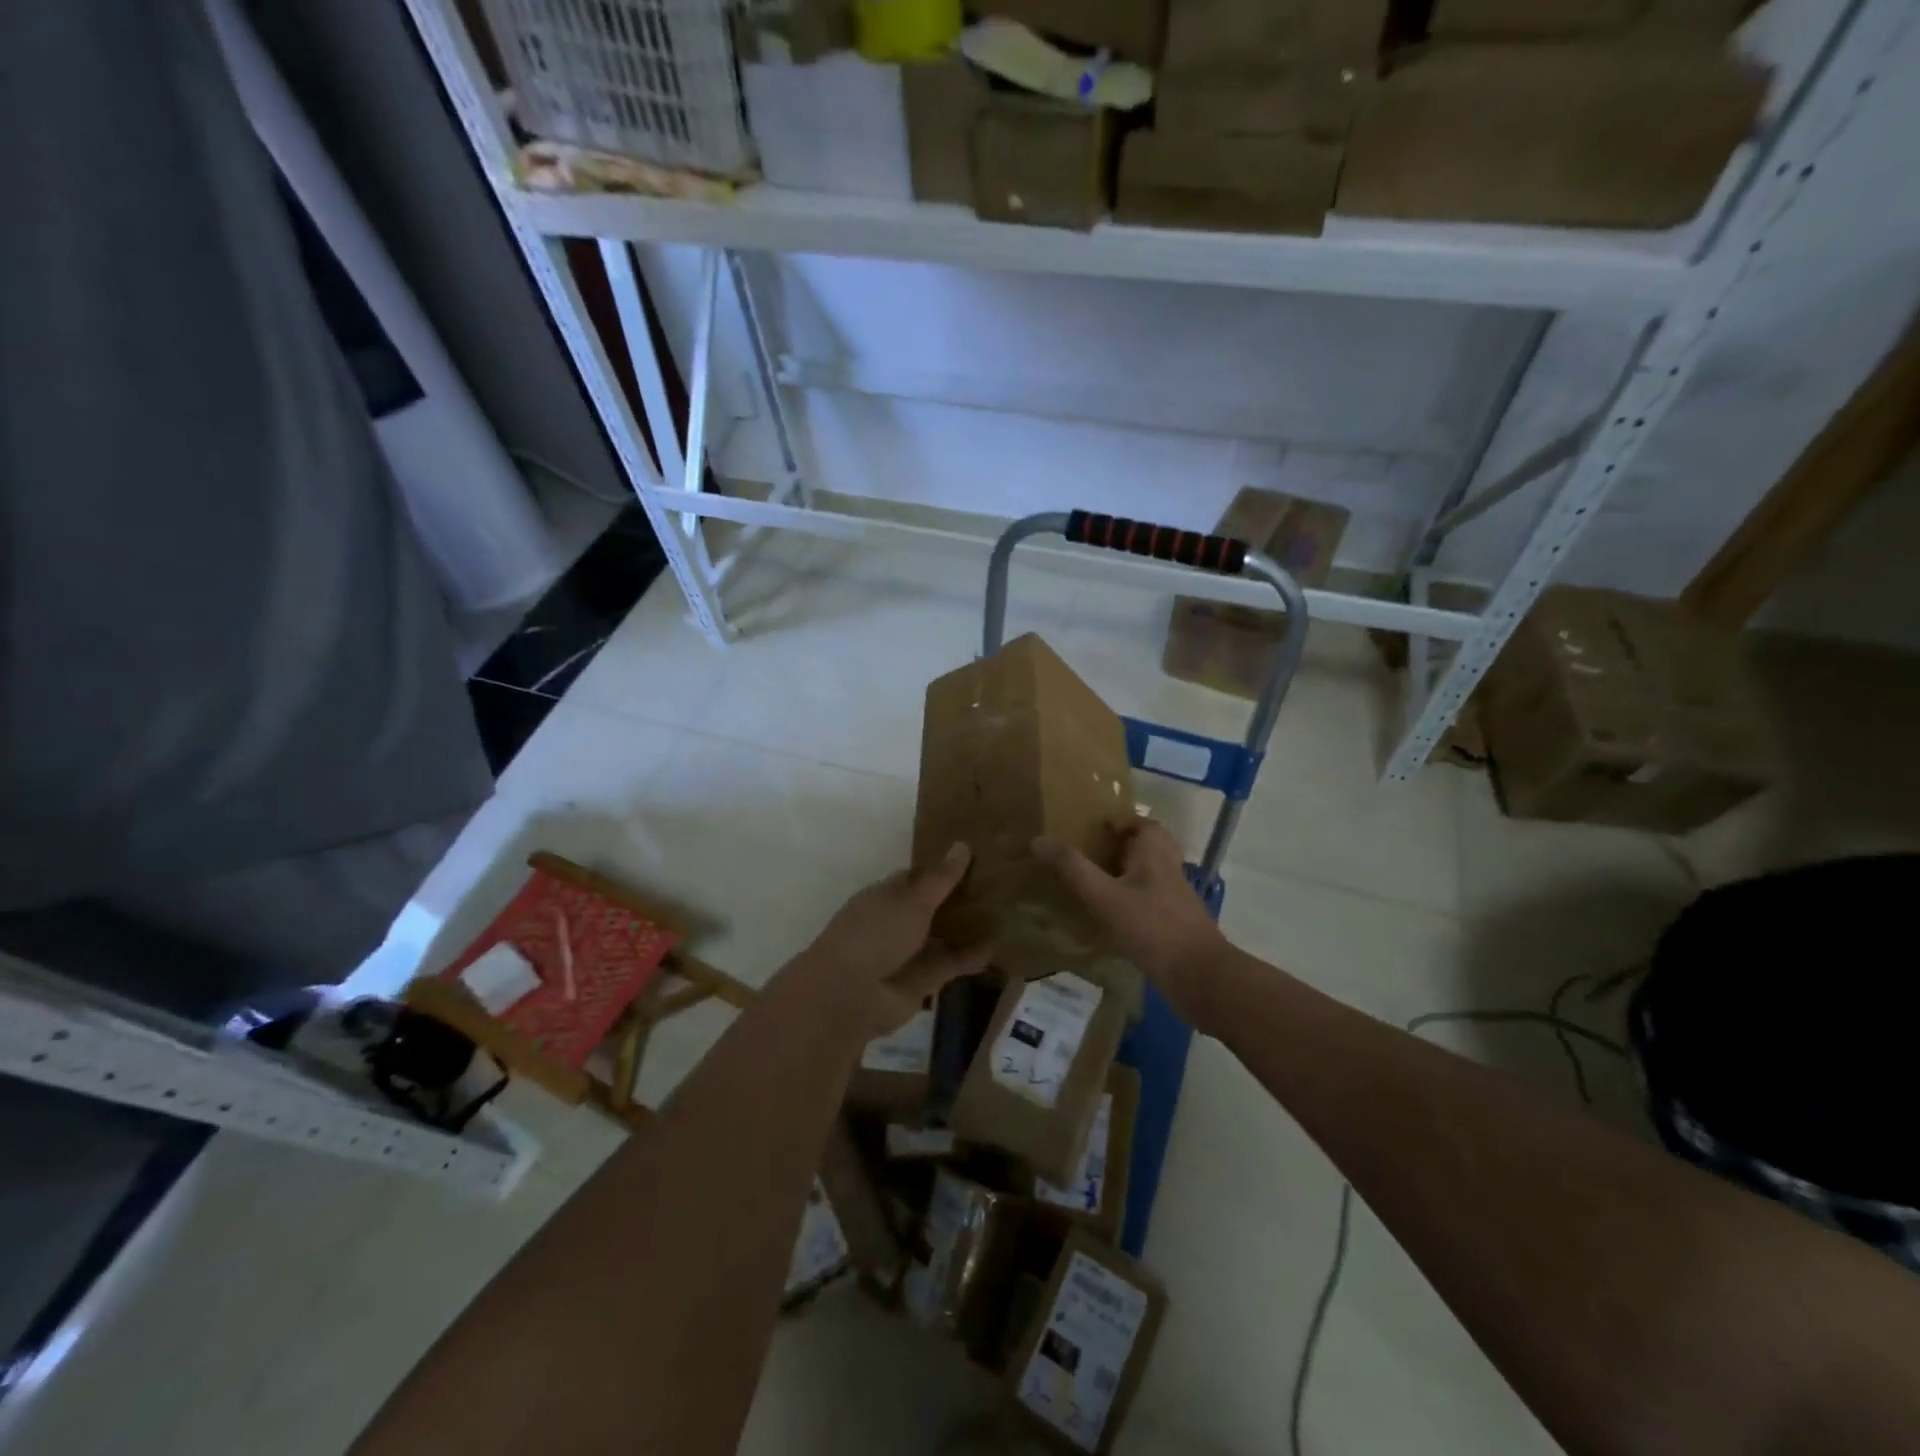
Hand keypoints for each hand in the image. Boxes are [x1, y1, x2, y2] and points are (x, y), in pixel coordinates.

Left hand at [785, 842, 991, 1040]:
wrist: (851, 994)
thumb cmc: (876, 933)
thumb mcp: (912, 899)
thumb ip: (941, 878)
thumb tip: (963, 844)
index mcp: (886, 895)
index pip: (918, 877)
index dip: (944, 869)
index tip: (977, 859)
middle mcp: (897, 921)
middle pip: (934, 906)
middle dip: (962, 898)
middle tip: (1001, 884)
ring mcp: (910, 952)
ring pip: (945, 935)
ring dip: (970, 927)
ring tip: (1007, 913)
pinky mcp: (924, 980)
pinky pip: (952, 963)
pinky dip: (973, 956)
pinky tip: (1000, 945)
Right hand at [1033, 820, 1229, 1021]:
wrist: (1201, 978)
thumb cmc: (1153, 929)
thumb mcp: (1105, 897)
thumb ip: (1073, 869)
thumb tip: (1038, 840)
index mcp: (1155, 854)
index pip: (1143, 823)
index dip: (1119, 821)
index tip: (1090, 828)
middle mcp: (1169, 870)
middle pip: (1148, 847)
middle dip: (1121, 847)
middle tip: (1090, 854)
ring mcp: (1175, 899)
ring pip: (1149, 875)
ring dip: (1126, 874)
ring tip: (1094, 883)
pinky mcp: (1176, 925)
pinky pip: (1151, 902)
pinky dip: (1132, 903)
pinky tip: (1110, 919)